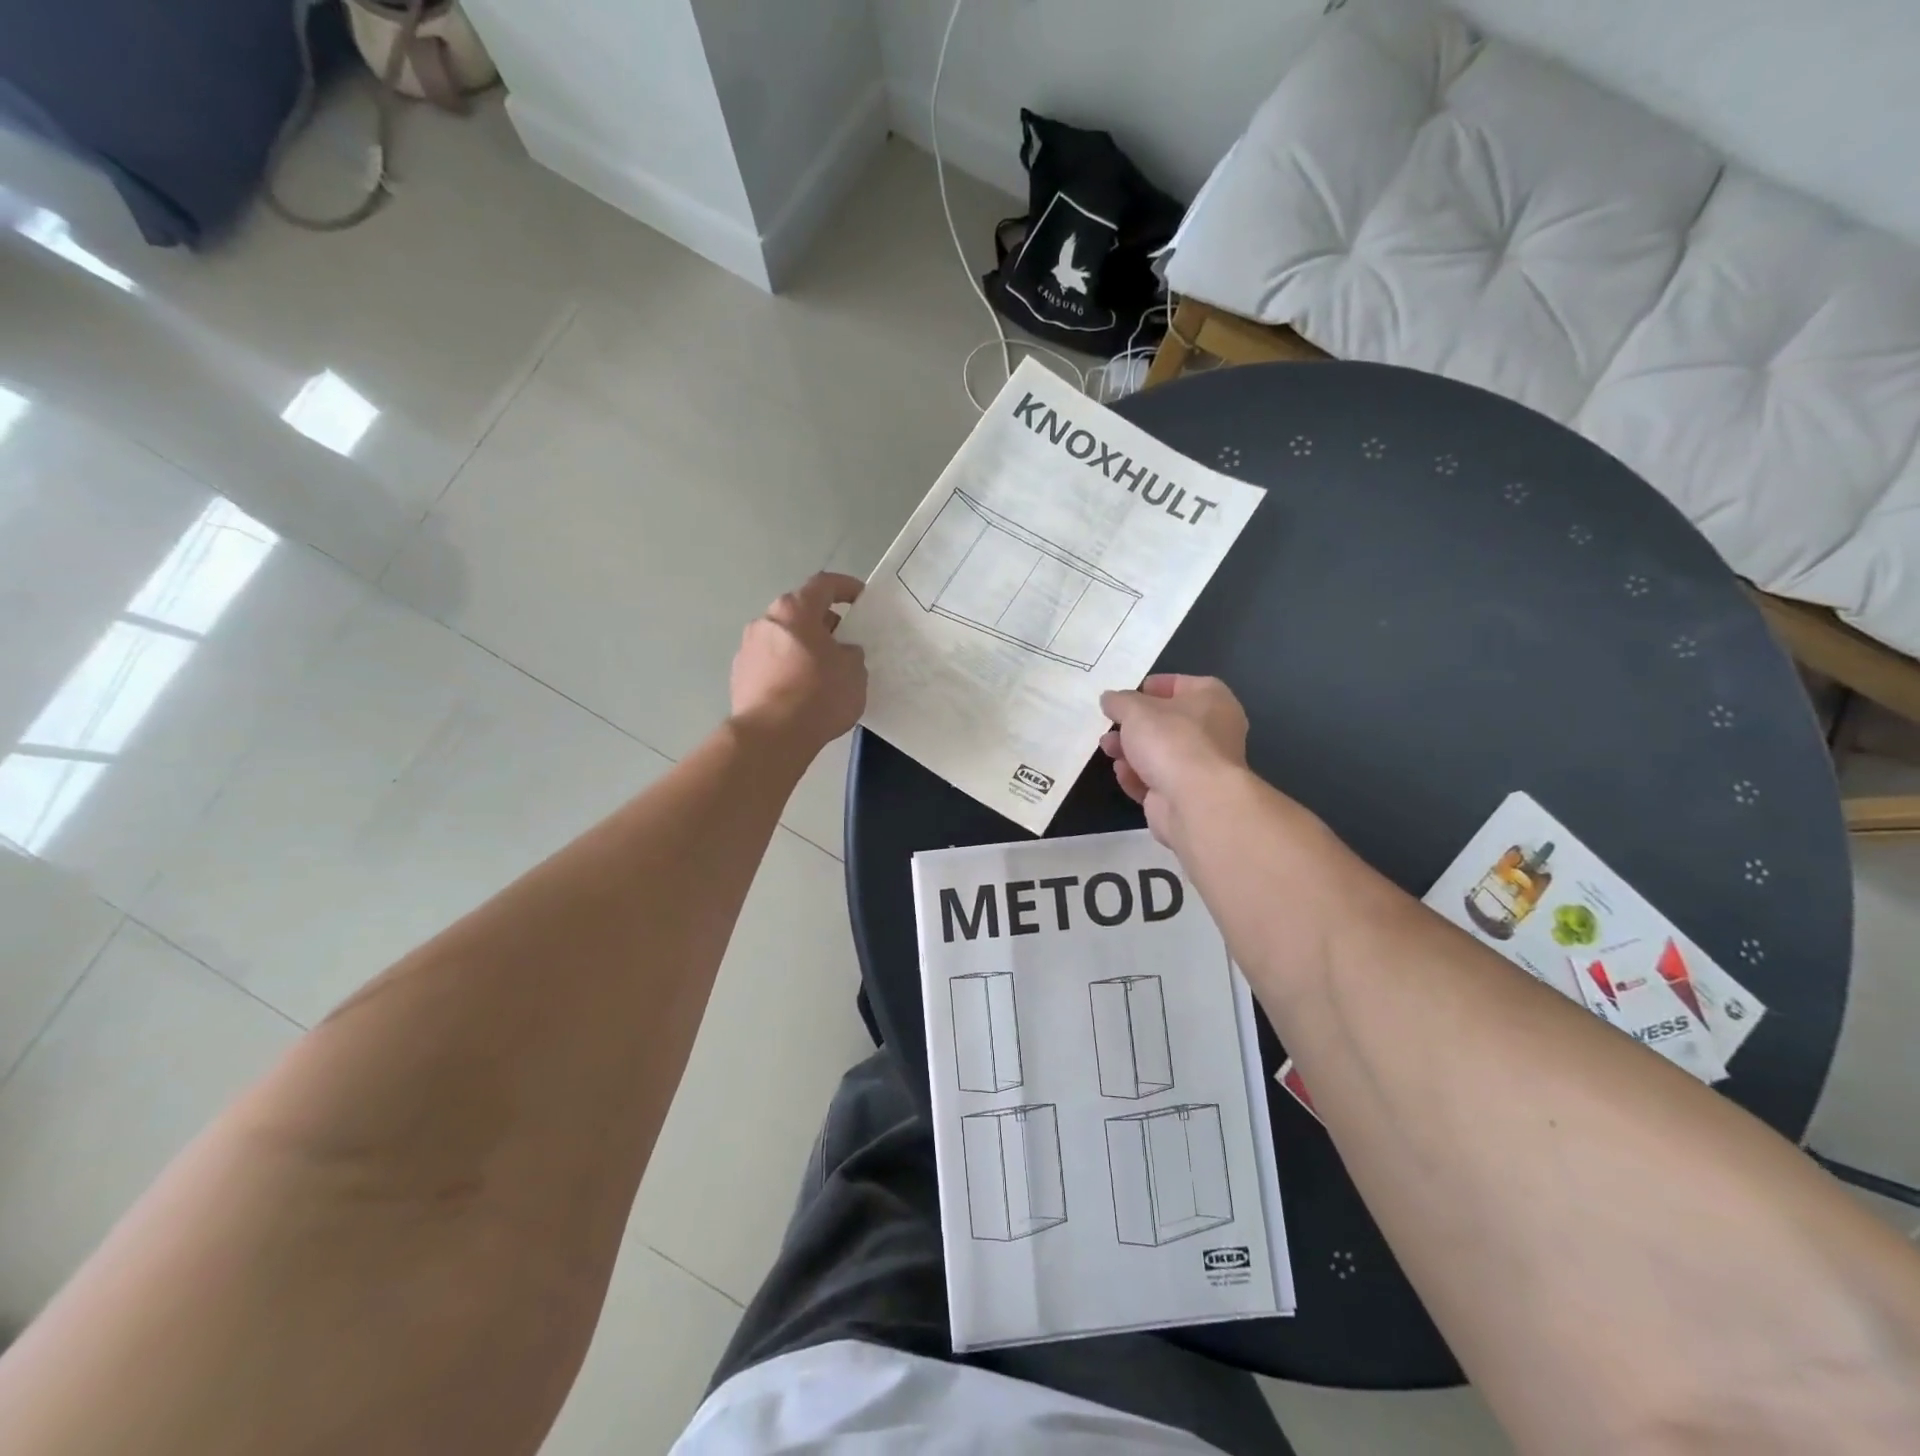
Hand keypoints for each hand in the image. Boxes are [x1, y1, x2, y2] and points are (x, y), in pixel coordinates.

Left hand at [730, 573, 866, 752]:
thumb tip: (841, 653)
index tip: (861, 598)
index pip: (824, 584)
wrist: (771, 736)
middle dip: (823, 623)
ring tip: (823, 672)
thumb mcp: (854, 671)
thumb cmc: (818, 694)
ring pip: (783, 639)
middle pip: (800, 612)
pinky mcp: (739, 677)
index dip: (846, 587)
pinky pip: (771, 664)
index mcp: (795, 610)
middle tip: (844, 643)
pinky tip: (801, 693)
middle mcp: (766, 621)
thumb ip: (851, 653)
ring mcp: (747, 649)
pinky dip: (787, 669)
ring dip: (803, 648)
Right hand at [1099, 674, 1248, 844]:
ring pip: (1160, 753)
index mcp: (1212, 699)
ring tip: (1106, 748)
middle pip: (1167, 722)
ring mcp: (1201, 766)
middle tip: (1110, 724)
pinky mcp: (1187, 795)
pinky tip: (1121, 773)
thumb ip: (1118, 701)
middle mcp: (1213, 730)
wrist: (1195, 801)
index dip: (1153, 687)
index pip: (1181, 684)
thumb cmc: (1171, 740)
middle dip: (1134, 725)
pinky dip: (1138, 776)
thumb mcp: (1135, 709)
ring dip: (1130, 750)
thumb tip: (1110, 699)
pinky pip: (1157, 780)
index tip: (1126, 694)